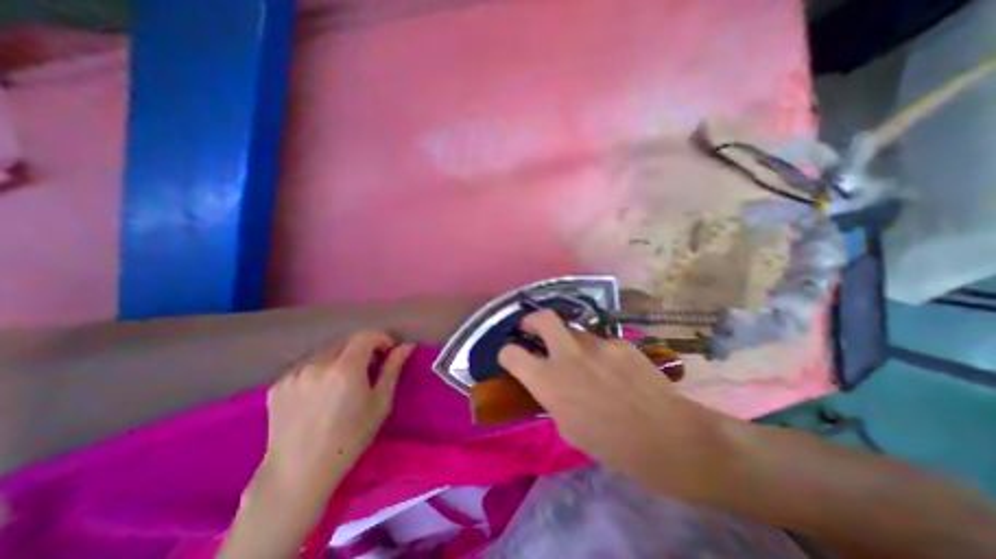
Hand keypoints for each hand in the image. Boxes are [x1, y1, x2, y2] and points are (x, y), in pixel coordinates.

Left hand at [263, 330, 413, 495]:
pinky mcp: (278, 384)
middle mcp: (317, 364)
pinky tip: (321, 392)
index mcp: (345, 368)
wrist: (299, 473)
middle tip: (368, 370)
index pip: (366, 335)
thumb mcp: (380, 402)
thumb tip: (406, 345)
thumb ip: (393, 368)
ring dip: (340, 358)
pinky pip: (307, 365)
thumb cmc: (350, 437)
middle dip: (362, 349)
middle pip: (346, 341)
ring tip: (343, 383)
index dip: (381, 339)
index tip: (387, 354)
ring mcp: (294, 373)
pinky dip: (320, 369)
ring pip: (326, 352)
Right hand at [502, 311, 728, 496]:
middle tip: (533, 328)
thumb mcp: (567, 427)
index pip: (512, 354)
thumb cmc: (611, 444)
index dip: (506, 353)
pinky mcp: (620, 342)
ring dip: (571, 342)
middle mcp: (569, 355)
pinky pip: (602, 342)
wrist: (667, 438)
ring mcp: (598, 344)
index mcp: (549, 381)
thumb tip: (549, 381)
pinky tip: (615, 370)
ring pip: (575, 331)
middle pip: (543, 318)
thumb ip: (553, 396)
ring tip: (586, 362)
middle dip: (532, 320)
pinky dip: (599, 353)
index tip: (510, 356)